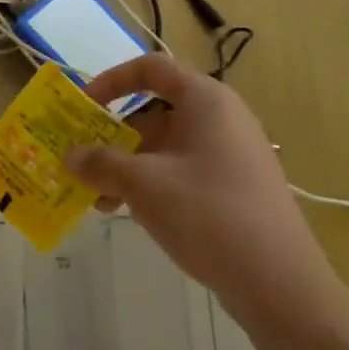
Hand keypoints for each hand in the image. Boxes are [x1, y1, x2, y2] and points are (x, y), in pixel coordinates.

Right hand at [66, 55, 337, 324]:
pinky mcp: (234, 186)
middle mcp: (220, 117)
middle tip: (82, 164)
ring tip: (98, 201)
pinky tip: (128, 214)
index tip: (83, 106)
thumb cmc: (208, 213)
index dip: (112, 81)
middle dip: (113, 138)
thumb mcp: (144, 185)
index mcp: (205, 100)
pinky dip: (152, 185)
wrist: (279, 281)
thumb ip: (101, 163)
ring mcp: (230, 153)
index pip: (151, 68)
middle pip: (154, 112)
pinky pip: (183, 172)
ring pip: (165, 147)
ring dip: (127, 168)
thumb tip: (70, 156)